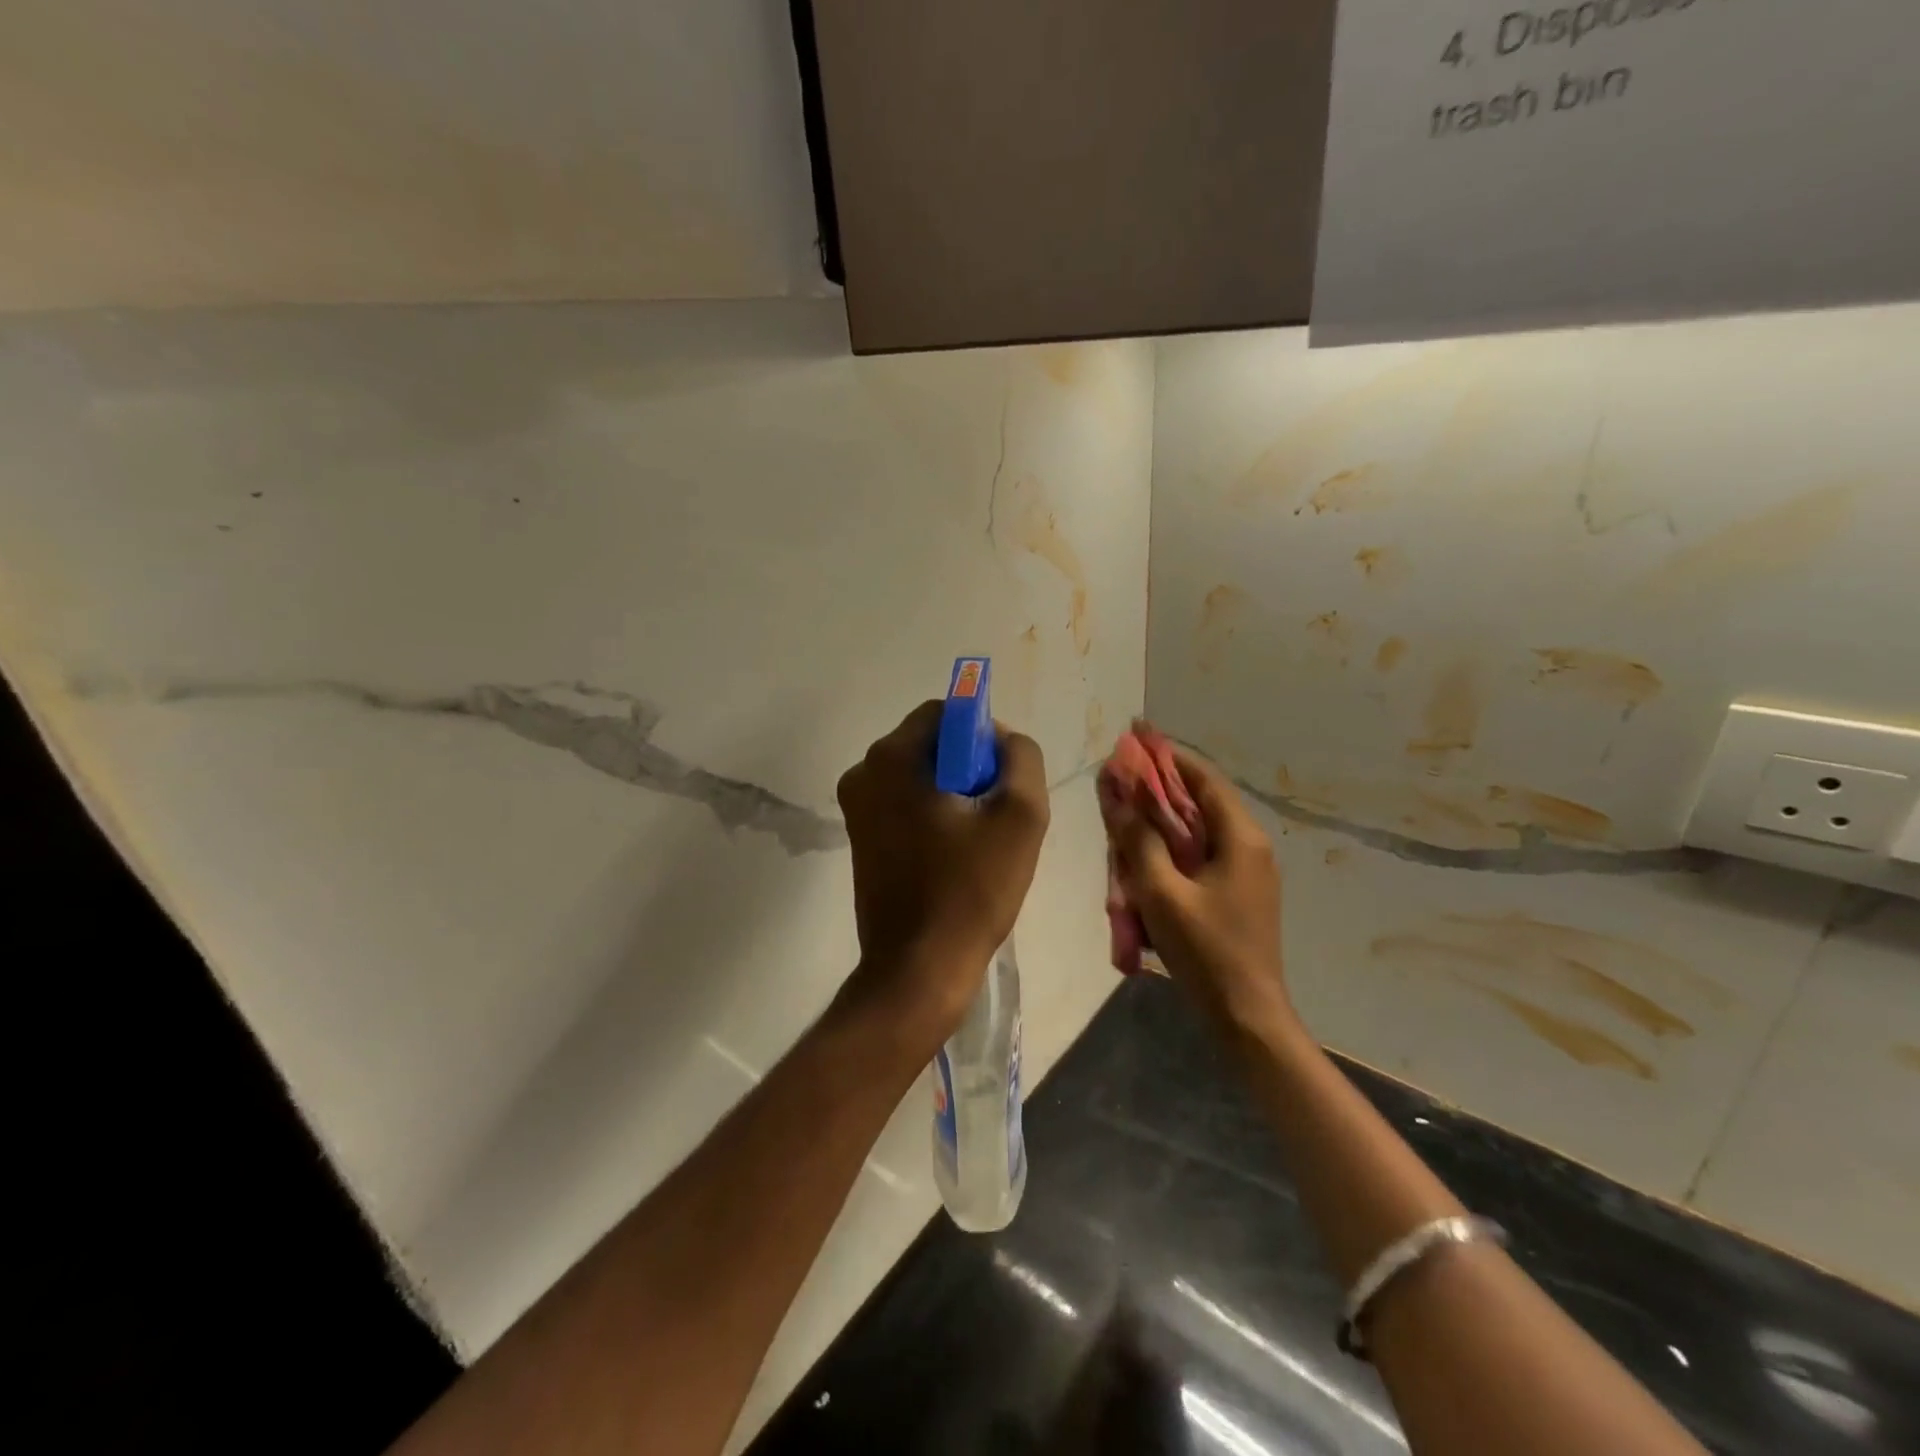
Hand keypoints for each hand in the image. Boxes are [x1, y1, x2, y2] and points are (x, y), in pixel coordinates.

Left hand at [836, 700, 1049, 1036]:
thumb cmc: (971, 891)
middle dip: (969, 767)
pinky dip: (934, 815)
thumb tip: (1002, 739)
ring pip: (920, 775)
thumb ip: (1021, 757)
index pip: (945, 713)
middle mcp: (863, 773)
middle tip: (995, 813)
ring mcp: (856, 808)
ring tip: (979, 840)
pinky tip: (956, 855)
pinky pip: (906, 804)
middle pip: (931, 743)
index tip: (1002, 778)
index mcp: (891, 758)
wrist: (918, 970)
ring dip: (954, 793)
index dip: (982, 735)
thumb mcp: (1020, 816)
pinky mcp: (860, 838)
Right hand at [1109, 746, 1289, 1026]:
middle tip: (1118, 785)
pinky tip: (1144, 865)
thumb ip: (1138, 839)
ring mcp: (1248, 872)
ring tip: (1124, 823)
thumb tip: (1116, 794)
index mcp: (1240, 837)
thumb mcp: (1161, 891)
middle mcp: (1250, 846)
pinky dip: (1172, 852)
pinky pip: (1200, 858)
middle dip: (1157, 792)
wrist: (1247, 1015)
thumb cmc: (1205, 950)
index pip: (1202, 778)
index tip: (1134, 739)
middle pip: (1199, 803)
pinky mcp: (1239, 894)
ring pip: (1198, 832)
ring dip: (1161, 825)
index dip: (1167, 756)